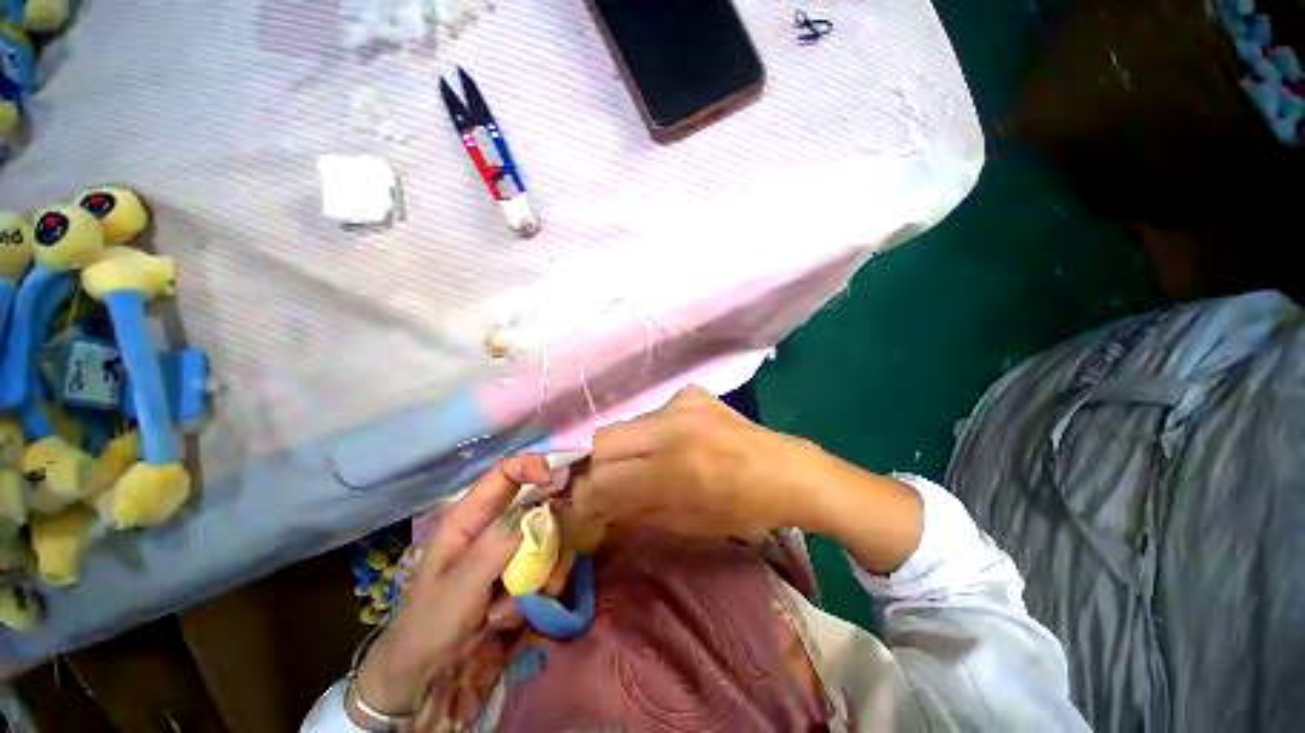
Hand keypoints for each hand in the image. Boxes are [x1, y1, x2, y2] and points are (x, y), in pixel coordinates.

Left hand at [351, 455, 552, 721]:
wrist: (423, 674)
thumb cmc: (430, 624)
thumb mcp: (460, 586)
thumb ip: (495, 546)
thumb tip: (533, 508)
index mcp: (469, 518)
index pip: (503, 474)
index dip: (530, 466)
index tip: (555, 478)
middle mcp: (492, 527)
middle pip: (535, 504)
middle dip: (550, 526)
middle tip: (555, 549)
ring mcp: (507, 550)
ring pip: (546, 537)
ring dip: (545, 567)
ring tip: (526, 600)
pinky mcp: (518, 572)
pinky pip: (544, 566)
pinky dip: (539, 590)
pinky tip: (511, 617)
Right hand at [568, 386, 815, 540]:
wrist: (786, 471)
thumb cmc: (742, 509)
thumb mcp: (684, 523)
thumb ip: (633, 510)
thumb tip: (596, 507)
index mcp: (674, 467)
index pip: (603, 478)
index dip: (585, 499)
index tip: (585, 511)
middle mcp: (672, 425)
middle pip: (602, 440)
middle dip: (597, 469)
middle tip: (606, 488)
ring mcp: (681, 402)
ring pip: (624, 426)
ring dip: (622, 451)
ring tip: (640, 468)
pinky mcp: (690, 393)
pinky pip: (651, 416)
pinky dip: (648, 436)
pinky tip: (670, 446)